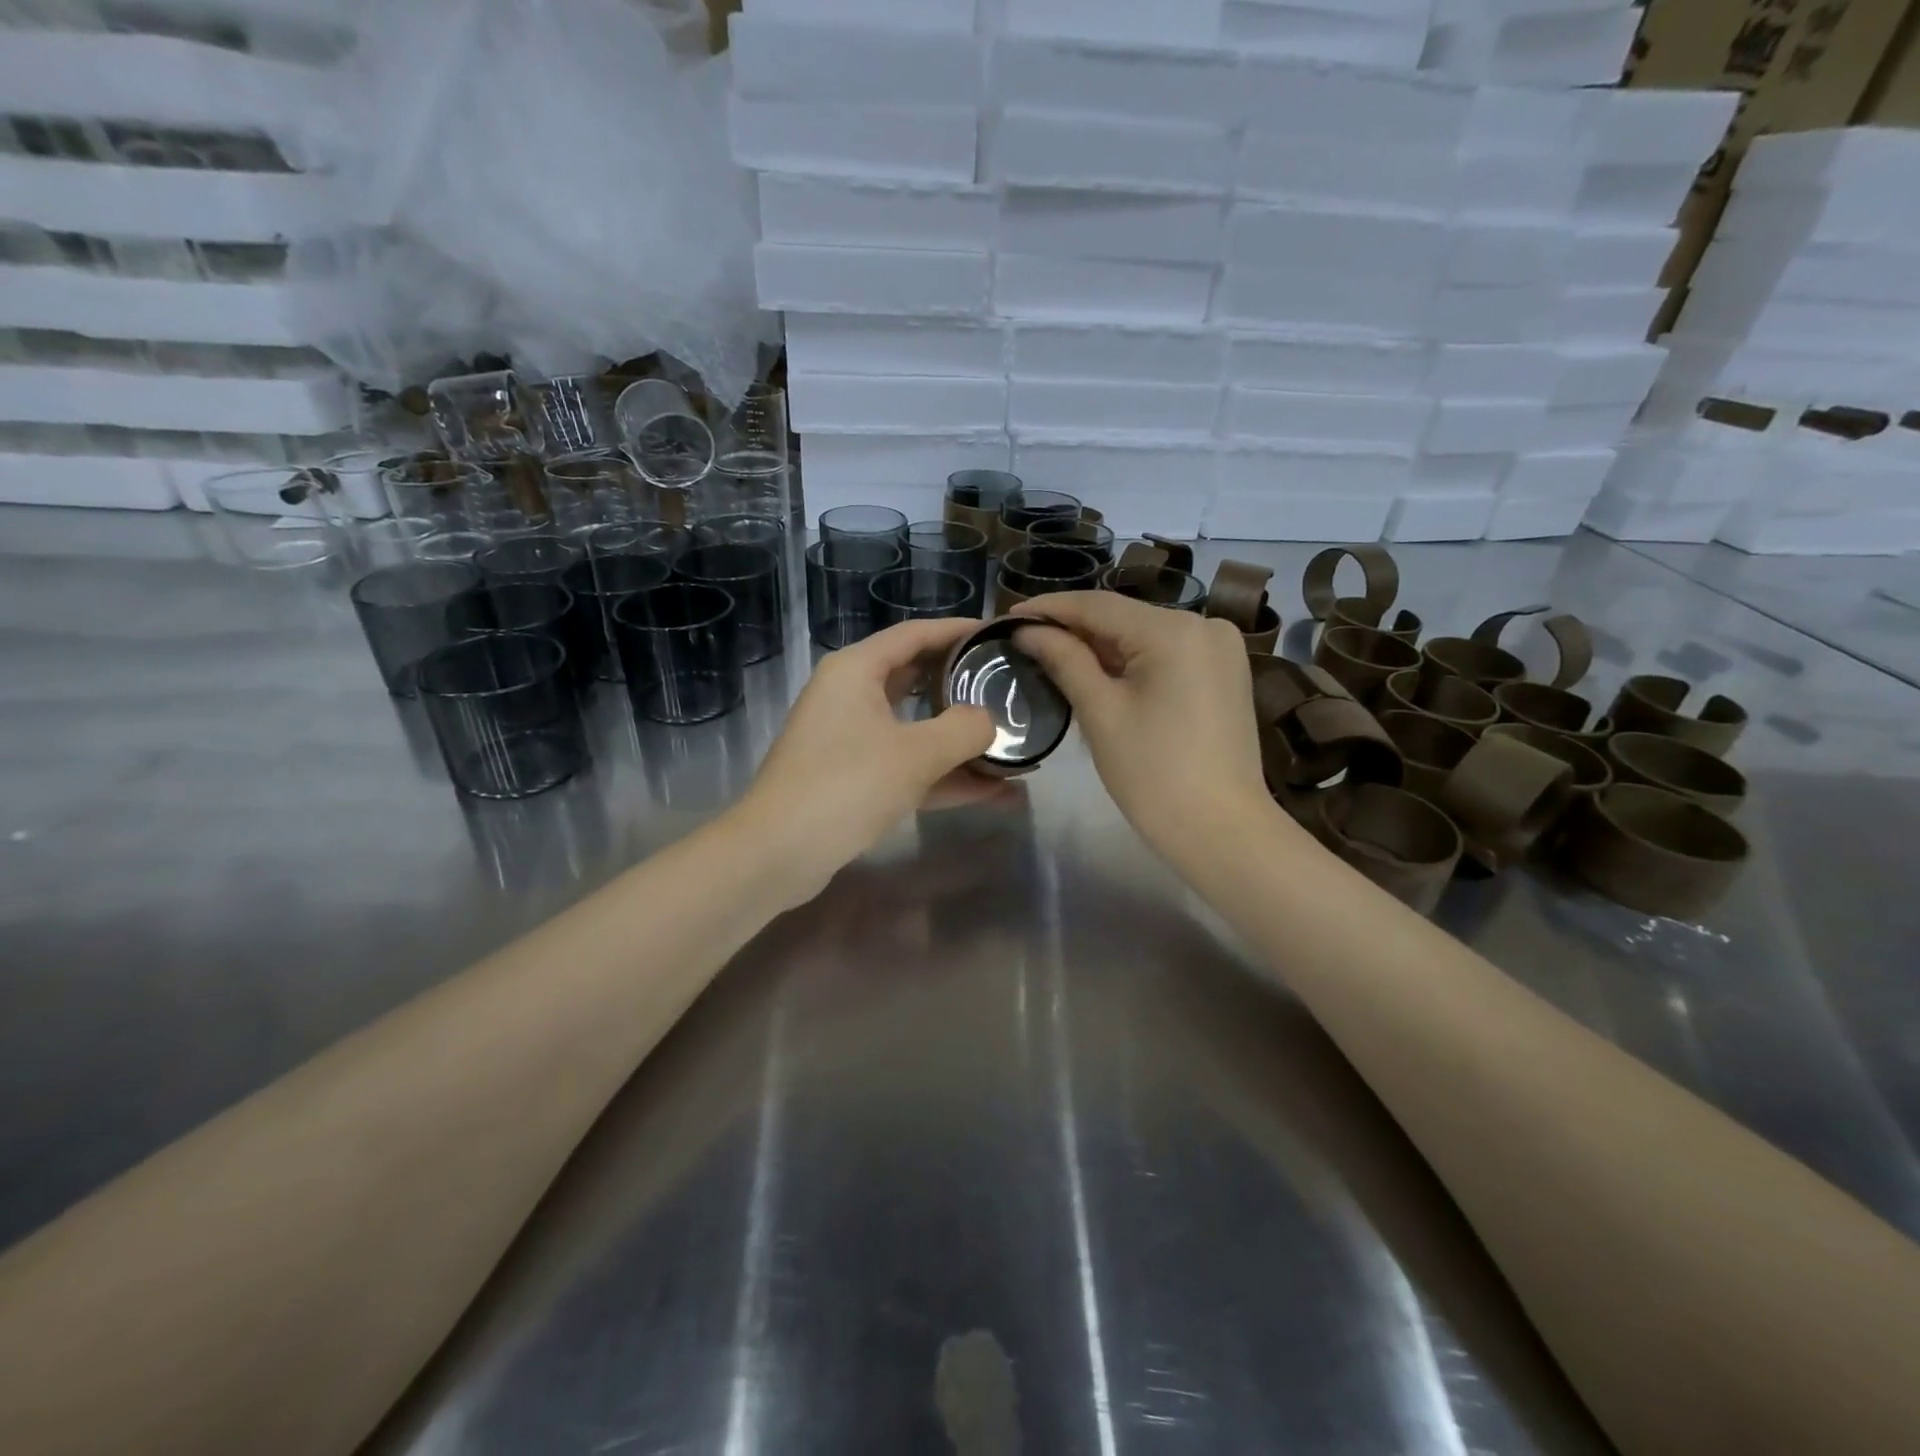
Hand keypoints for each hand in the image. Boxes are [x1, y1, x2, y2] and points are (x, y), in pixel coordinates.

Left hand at [734, 618, 998, 903]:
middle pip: (917, 678)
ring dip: (960, 741)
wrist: (777, 854)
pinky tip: (992, 792)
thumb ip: (964, 729)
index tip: (999, 636)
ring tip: (1013, 744)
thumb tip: (988, 721)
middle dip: (963, 686)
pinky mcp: (853, 778)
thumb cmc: (846, 786)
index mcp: (856, 670)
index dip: (959, 631)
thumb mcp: (916, 754)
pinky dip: (943, 776)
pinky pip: (907, 766)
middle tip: (1008, 687)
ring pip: (915, 728)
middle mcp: (850, 696)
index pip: (915, 634)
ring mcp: (850, 740)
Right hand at [1010, 592, 1267, 861]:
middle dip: (1073, 628)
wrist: (1221, 831)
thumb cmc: (1154, 775)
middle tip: (1023, 639)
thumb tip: (1027, 630)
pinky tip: (1097, 671)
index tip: (1007, 616)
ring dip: (1100, 645)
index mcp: (1174, 630)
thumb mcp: (1101, 713)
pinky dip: (1131, 660)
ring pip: (1144, 635)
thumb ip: (1064, 660)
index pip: (1098, 605)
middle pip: (1123, 617)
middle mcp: (1204, 624)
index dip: (1049, 608)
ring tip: (1050, 653)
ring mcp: (1219, 648)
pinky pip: (1166, 654)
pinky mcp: (1224, 672)